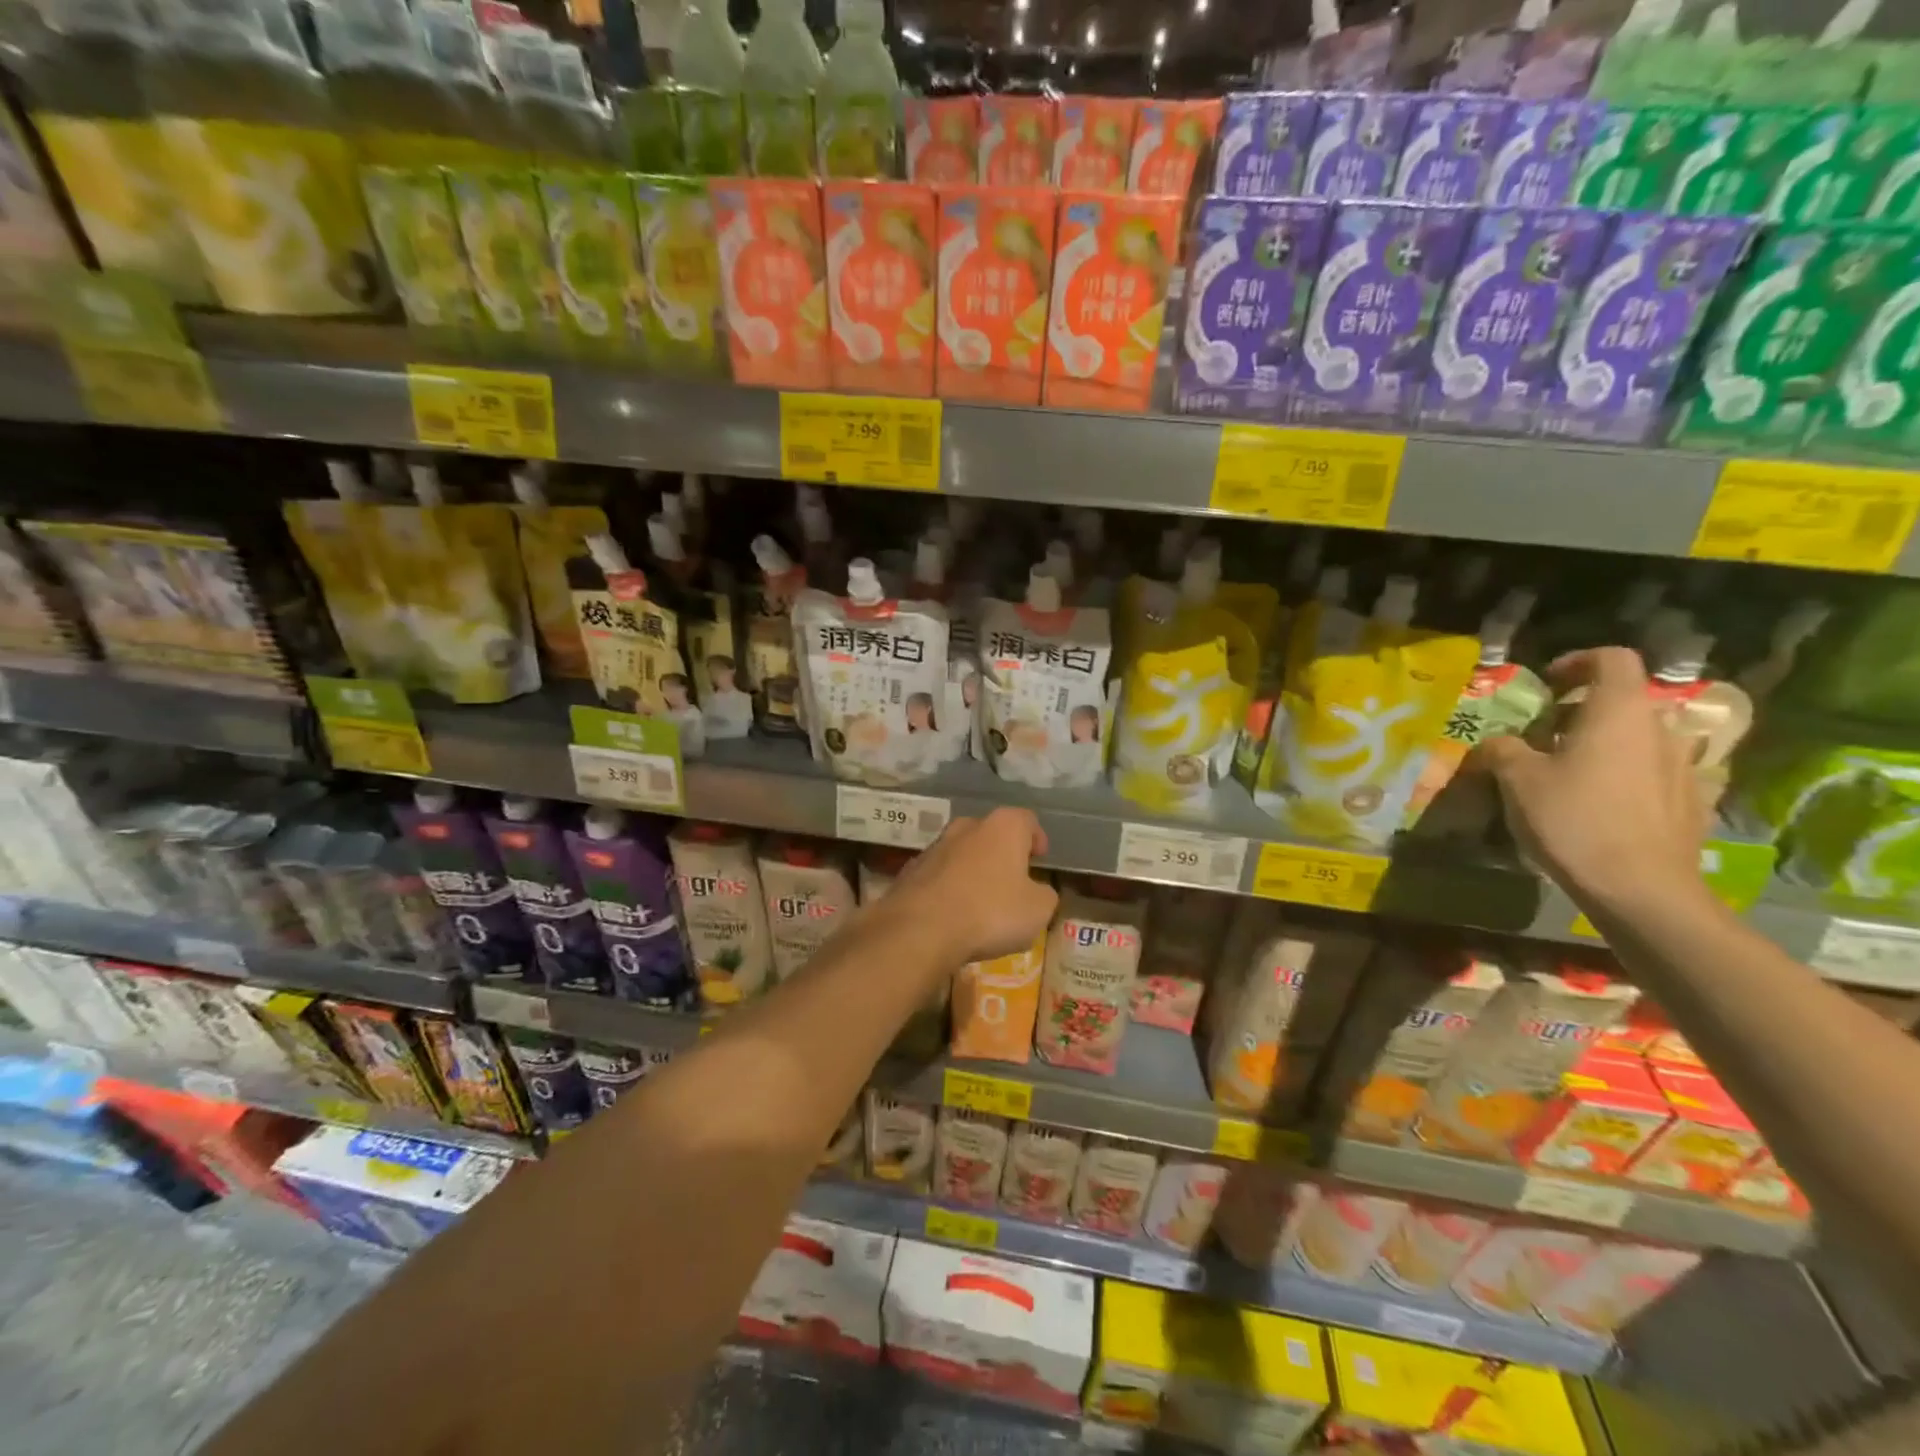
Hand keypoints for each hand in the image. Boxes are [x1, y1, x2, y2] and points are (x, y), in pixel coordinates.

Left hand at [887, 808, 1057, 966]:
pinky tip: (952, 914)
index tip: (1039, 857)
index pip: (1026, 820)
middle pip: (991, 834)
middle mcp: (967, 826)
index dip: (1036, 837)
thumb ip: (1044, 895)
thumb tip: (1037, 891)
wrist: (920, 929)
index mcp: (1003, 827)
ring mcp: (934, 846)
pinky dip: (949, 888)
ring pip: (962, 853)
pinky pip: (939, 875)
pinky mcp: (910, 870)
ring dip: (973, 870)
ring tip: (981, 901)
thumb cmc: (990, 912)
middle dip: (1002, 853)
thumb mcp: (1038, 910)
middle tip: (1012, 879)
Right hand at [1470, 647, 1711, 916]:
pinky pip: (1654, 773)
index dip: (1577, 662)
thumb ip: (1503, 748)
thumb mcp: (1517, 779)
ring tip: (1569, 773)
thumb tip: (1498, 742)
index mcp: (1619, 711)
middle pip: (1624, 700)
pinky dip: (1625, 775)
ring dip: (1605, 744)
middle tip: (1544, 737)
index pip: (1611, 658)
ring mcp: (1684, 766)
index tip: (1547, 684)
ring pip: (1639, 738)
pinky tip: (1600, 805)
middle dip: (1583, 711)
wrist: (1641, 889)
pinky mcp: (1693, 802)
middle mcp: (1660, 728)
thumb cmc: (1573, 819)